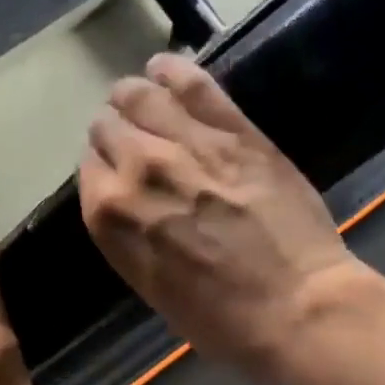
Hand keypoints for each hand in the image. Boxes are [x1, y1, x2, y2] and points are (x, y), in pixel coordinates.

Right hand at [78, 54, 361, 379]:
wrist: (295, 308)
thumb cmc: (218, 317)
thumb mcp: (150, 284)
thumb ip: (129, 233)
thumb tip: (128, 202)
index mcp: (109, 215)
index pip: (89, 167)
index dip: (103, 168)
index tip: (118, 173)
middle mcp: (136, 168)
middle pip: (107, 126)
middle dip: (116, 132)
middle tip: (134, 141)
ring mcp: (185, 143)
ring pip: (139, 95)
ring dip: (134, 96)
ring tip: (142, 97)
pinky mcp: (232, 130)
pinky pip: (192, 83)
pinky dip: (172, 70)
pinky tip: (163, 67)